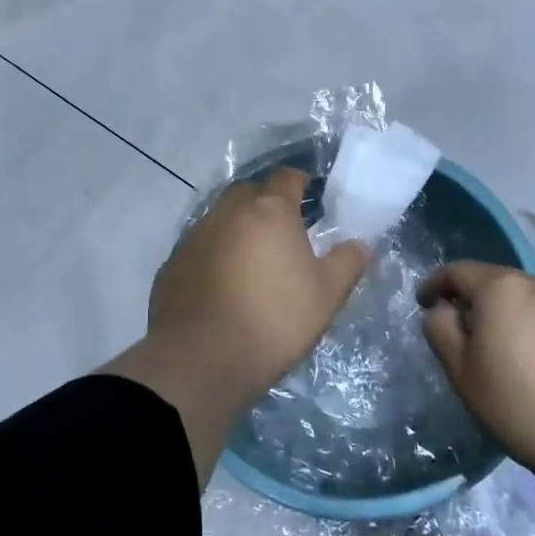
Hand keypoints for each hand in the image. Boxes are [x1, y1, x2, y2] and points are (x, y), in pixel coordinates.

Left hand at [108, 169, 368, 480]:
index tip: (308, 192)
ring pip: (219, 217)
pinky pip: (199, 246)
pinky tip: (221, 280)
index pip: (285, 178)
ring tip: (250, 254)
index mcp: (269, 212)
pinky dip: (213, 252)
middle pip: (248, 191)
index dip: (298, 181)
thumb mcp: (326, 296)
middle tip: (280, 226)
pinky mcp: (173, 263)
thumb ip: (346, 264)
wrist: (204, 357)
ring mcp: (195, 236)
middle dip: (264, 200)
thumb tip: (361, 245)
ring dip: (236, 226)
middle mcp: (228, 213)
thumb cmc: (275, 320)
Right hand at [418, 262, 534, 482]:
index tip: (422, 304)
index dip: (434, 285)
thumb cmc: (518, 403)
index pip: (457, 271)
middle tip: (457, 329)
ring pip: (522, 297)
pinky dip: (529, 325)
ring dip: (502, 311)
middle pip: (492, 280)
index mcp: (501, 287)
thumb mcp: (460, 370)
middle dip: (470, 298)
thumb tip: (442, 311)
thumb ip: (440, 329)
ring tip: (495, 346)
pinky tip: (530, 359)